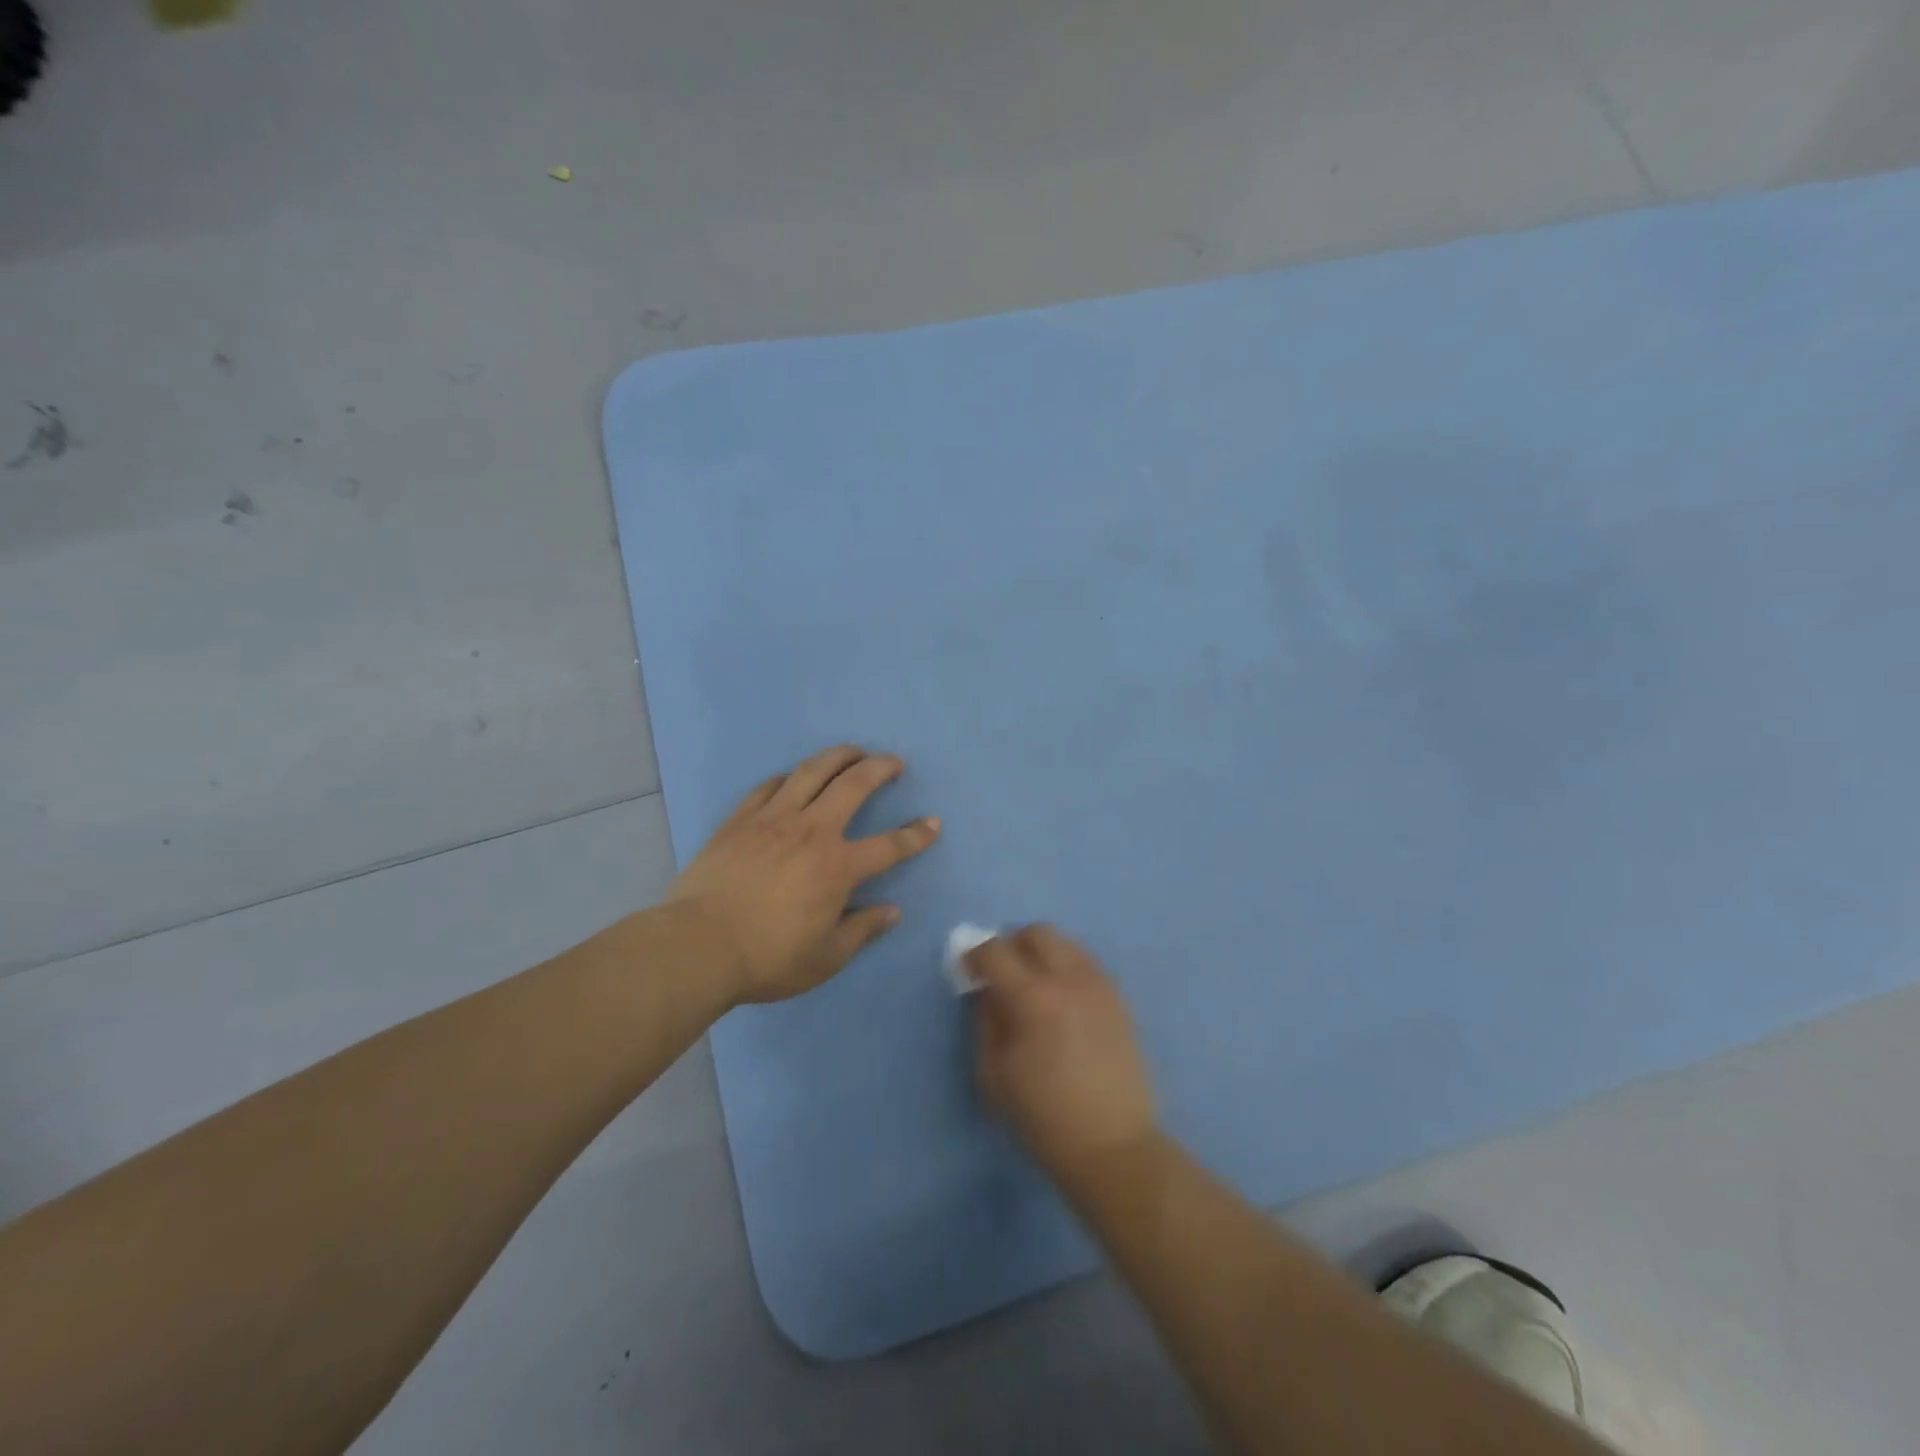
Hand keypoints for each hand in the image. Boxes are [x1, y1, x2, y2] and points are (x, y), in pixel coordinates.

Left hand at [668, 745, 940, 1003]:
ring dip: (838, 757)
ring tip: (852, 751)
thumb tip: (892, 911)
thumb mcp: (826, 957)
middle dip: (880, 768)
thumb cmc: (768, 957)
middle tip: (893, 761)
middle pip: (854, 786)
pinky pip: (769, 787)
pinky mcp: (740, 820)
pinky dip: (788, 777)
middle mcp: (812, 831)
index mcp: (838, 866)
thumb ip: (862, 930)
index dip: (916, 835)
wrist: (698, 946)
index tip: (933, 822)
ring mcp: (773, 819)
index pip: (890, 846)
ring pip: (811, 773)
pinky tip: (793, 777)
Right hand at [970, 926, 1158, 1184]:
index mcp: (1034, 998)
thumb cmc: (1044, 1118)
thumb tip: (987, 990)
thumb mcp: (994, 1074)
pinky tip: (1061, 1000)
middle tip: (1001, 973)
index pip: (996, 951)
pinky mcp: (1119, 999)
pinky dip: (1066, 968)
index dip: (975, 954)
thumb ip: (985, 1021)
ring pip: (1066, 943)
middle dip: (1012, 944)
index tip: (968, 970)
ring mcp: (1100, 986)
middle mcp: (1070, 979)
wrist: (1113, 1146)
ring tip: (1033, 986)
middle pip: (1037, 932)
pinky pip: (1086, 964)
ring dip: (1041, 953)